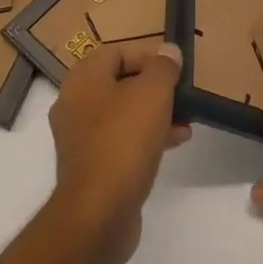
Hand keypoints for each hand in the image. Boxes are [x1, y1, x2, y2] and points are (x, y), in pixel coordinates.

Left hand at [47, 41, 190, 263]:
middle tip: (182, 93)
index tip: (175, 65)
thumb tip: (169, 51)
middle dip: (154, 86)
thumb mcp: (151, 94)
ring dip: (155, 113)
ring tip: (187, 120)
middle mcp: (75, 104)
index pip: (116, 51)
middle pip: (119, 82)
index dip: (148, 54)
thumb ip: (163, 68)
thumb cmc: (123, 141)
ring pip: (123, 113)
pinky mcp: (91, 167)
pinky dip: (146, 136)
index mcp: (83, 79)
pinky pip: (121, 140)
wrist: (98, 213)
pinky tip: (175, 142)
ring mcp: (81, 138)